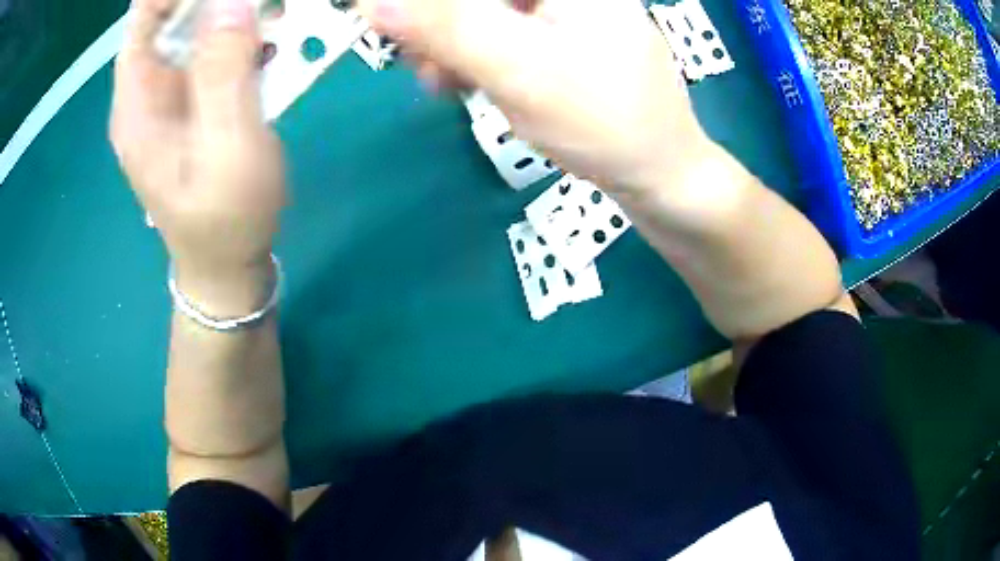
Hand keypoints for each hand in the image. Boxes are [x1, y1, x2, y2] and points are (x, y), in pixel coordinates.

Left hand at [111, 0, 284, 311]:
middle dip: (217, 1)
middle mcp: (149, 94)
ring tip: (278, 20)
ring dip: (237, 18)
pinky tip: (273, 49)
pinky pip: (216, 56)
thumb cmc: (225, 219)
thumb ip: (224, 72)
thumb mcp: (228, 147)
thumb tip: (231, 1)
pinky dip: (245, 41)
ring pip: (198, 33)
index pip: (143, 19)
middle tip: (261, 4)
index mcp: (138, 103)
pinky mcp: (195, 106)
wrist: (226, 266)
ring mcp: (173, 99)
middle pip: (173, 20)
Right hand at [359, 0, 709, 192]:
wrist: (659, 174)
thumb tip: (371, 1)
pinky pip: (499, 31)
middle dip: (439, 25)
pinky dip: (474, 55)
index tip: (392, 26)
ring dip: (451, 44)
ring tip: (445, 83)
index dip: (426, 7)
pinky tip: (468, 82)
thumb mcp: (518, 67)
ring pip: (481, 13)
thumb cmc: (603, 121)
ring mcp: (562, 10)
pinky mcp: (558, 34)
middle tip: (423, 64)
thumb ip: (444, 26)